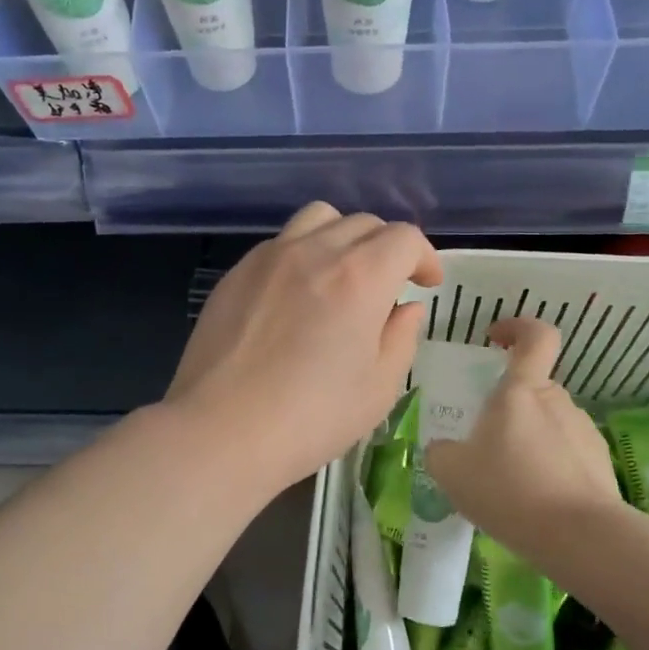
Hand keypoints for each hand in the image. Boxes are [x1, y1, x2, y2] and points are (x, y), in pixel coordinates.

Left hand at [166, 203, 442, 495]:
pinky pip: (281, 243)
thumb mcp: (378, 388)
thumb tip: (405, 308)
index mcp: (360, 276)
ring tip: (343, 275)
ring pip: (319, 219)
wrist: (221, 430)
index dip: (424, 257)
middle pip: (364, 223)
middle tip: (390, 286)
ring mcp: (270, 257)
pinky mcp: (237, 272)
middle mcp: (315, 251)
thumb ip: (401, 337)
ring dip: (343, 238)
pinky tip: (297, 294)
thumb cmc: (311, 418)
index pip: (404, 238)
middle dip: (388, 248)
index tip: (426, 284)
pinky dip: (304, 253)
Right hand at [425, 317, 620, 553]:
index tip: (496, 339)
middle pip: (532, 388)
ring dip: (529, 440)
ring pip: (549, 423)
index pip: (535, 336)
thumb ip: (441, 452)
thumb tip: (444, 448)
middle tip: (485, 442)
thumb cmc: (509, 490)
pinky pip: (566, 453)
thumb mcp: (451, 472)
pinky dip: (550, 467)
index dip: (517, 327)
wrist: (579, 537)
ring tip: (510, 482)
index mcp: (521, 390)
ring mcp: (583, 430)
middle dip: (509, 407)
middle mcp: (557, 400)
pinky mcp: (600, 462)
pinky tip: (535, 501)